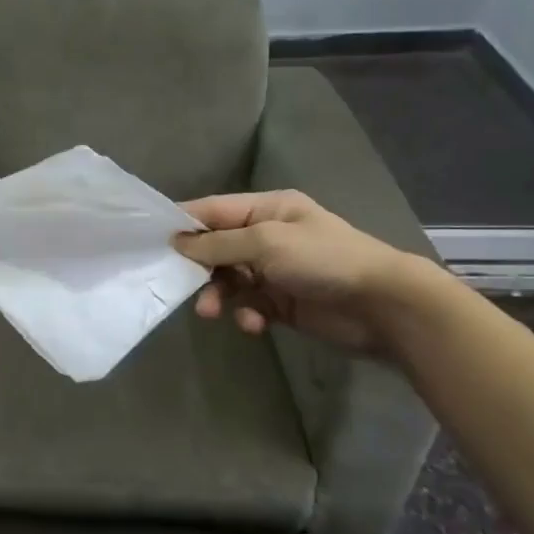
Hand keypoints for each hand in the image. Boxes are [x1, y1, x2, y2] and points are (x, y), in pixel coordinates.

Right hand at [172, 191, 420, 352]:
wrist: (382, 306)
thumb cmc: (323, 260)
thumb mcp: (265, 243)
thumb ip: (218, 244)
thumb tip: (177, 242)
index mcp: (266, 210)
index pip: (212, 210)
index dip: (183, 224)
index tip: (151, 240)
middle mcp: (267, 236)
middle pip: (216, 248)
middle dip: (198, 267)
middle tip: (179, 284)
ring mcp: (275, 270)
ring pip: (229, 280)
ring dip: (218, 295)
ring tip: (212, 312)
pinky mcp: (282, 302)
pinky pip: (249, 305)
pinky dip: (245, 314)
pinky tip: (252, 324)